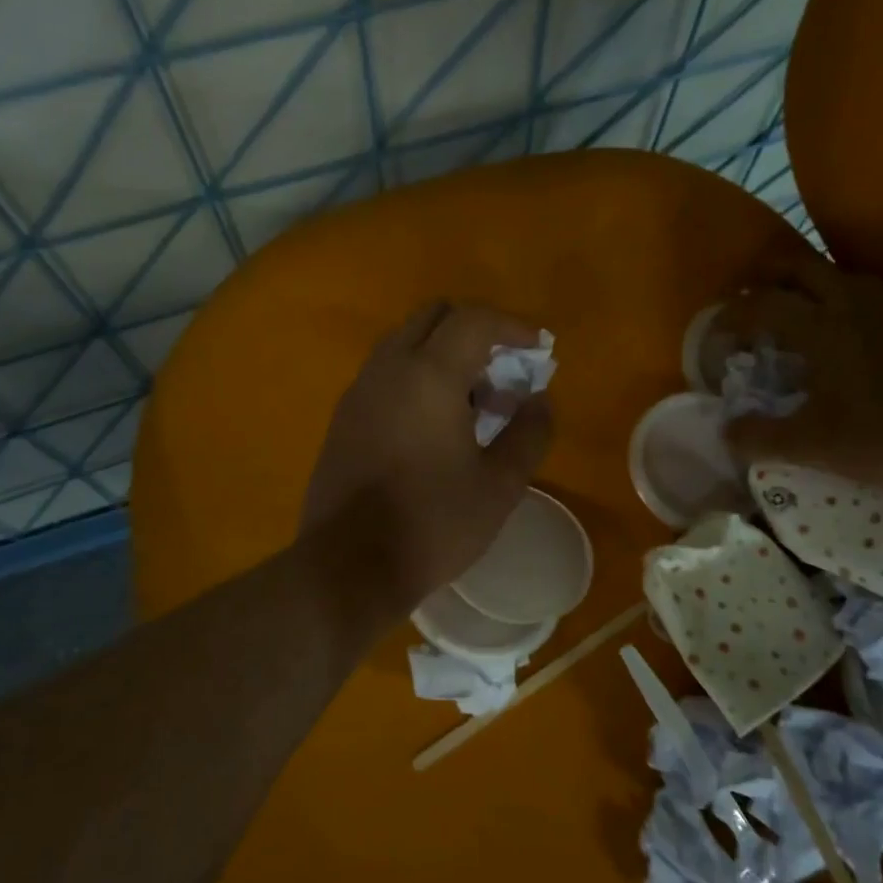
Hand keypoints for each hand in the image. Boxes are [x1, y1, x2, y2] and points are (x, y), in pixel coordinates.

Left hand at [303, 302, 553, 616]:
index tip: (536, 350)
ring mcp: (359, 391)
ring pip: (405, 342)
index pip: (474, 319)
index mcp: (429, 375)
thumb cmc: (433, 524)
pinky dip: (416, 375)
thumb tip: (539, 400)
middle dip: (475, 331)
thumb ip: (529, 433)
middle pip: (434, 317)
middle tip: (502, 371)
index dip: (512, 326)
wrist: (348, 566)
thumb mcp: (500, 485)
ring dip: (443, 353)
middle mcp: (388, 368)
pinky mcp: (343, 416)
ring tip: (472, 401)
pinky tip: (434, 424)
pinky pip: (385, 372)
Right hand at [721, 255, 882, 487]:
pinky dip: (837, 300)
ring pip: (834, 274)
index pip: (760, 305)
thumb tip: (725, 432)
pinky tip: (842, 334)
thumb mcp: (814, 447)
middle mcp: (850, 301)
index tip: (715, 335)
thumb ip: (760, 437)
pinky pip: (863, 292)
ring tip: (792, 318)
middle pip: (796, 266)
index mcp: (820, 327)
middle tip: (747, 305)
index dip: (730, 316)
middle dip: (764, 280)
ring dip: (804, 287)